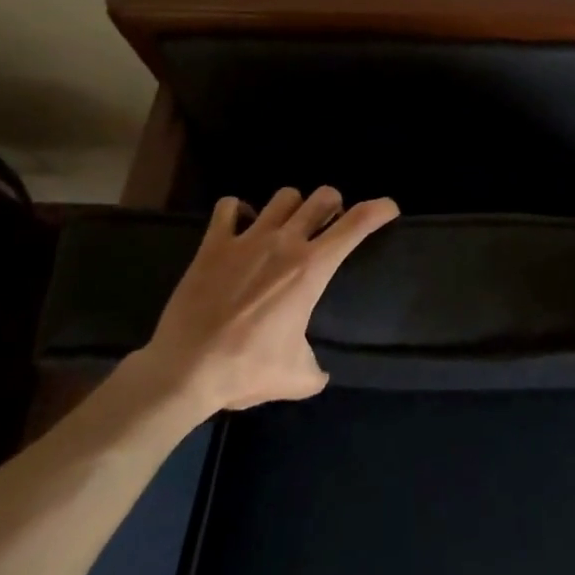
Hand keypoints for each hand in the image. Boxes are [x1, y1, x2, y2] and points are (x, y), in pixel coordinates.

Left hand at [129, 186, 398, 415]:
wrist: (184, 370)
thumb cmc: (246, 370)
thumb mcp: (296, 378)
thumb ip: (316, 369)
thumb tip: (320, 373)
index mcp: (312, 268)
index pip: (357, 223)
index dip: (380, 209)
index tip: (390, 208)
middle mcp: (285, 242)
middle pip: (322, 197)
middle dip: (333, 204)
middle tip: (330, 222)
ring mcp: (247, 239)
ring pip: (283, 197)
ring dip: (292, 207)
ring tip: (286, 225)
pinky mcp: (213, 245)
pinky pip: (228, 208)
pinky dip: (237, 212)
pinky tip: (239, 227)